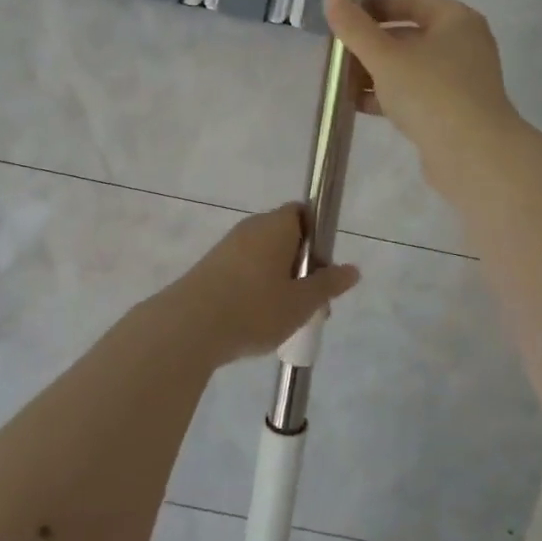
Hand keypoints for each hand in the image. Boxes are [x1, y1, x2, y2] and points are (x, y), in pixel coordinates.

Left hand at [157, 204, 359, 367]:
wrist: (189, 327)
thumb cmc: (255, 308)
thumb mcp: (301, 302)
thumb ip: (328, 284)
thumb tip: (352, 269)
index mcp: (276, 225)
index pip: (303, 213)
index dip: (318, 238)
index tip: (323, 271)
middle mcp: (251, 228)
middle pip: (286, 238)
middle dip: (302, 268)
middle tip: (312, 306)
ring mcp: (227, 247)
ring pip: (265, 258)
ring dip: (280, 283)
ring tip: (287, 321)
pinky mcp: (210, 268)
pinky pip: (245, 271)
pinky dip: (257, 290)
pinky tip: (257, 321)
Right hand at [323, 0, 523, 188]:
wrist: (473, 155)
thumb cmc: (430, 93)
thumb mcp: (385, 57)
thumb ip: (355, 28)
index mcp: (456, 20)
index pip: (411, 0)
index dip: (375, 6)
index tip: (344, 18)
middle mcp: (464, 45)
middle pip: (410, 35)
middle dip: (371, 44)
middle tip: (338, 53)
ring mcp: (461, 80)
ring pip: (411, 67)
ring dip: (376, 72)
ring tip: (342, 81)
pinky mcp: (454, 111)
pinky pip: (416, 94)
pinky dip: (390, 95)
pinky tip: (360, 105)